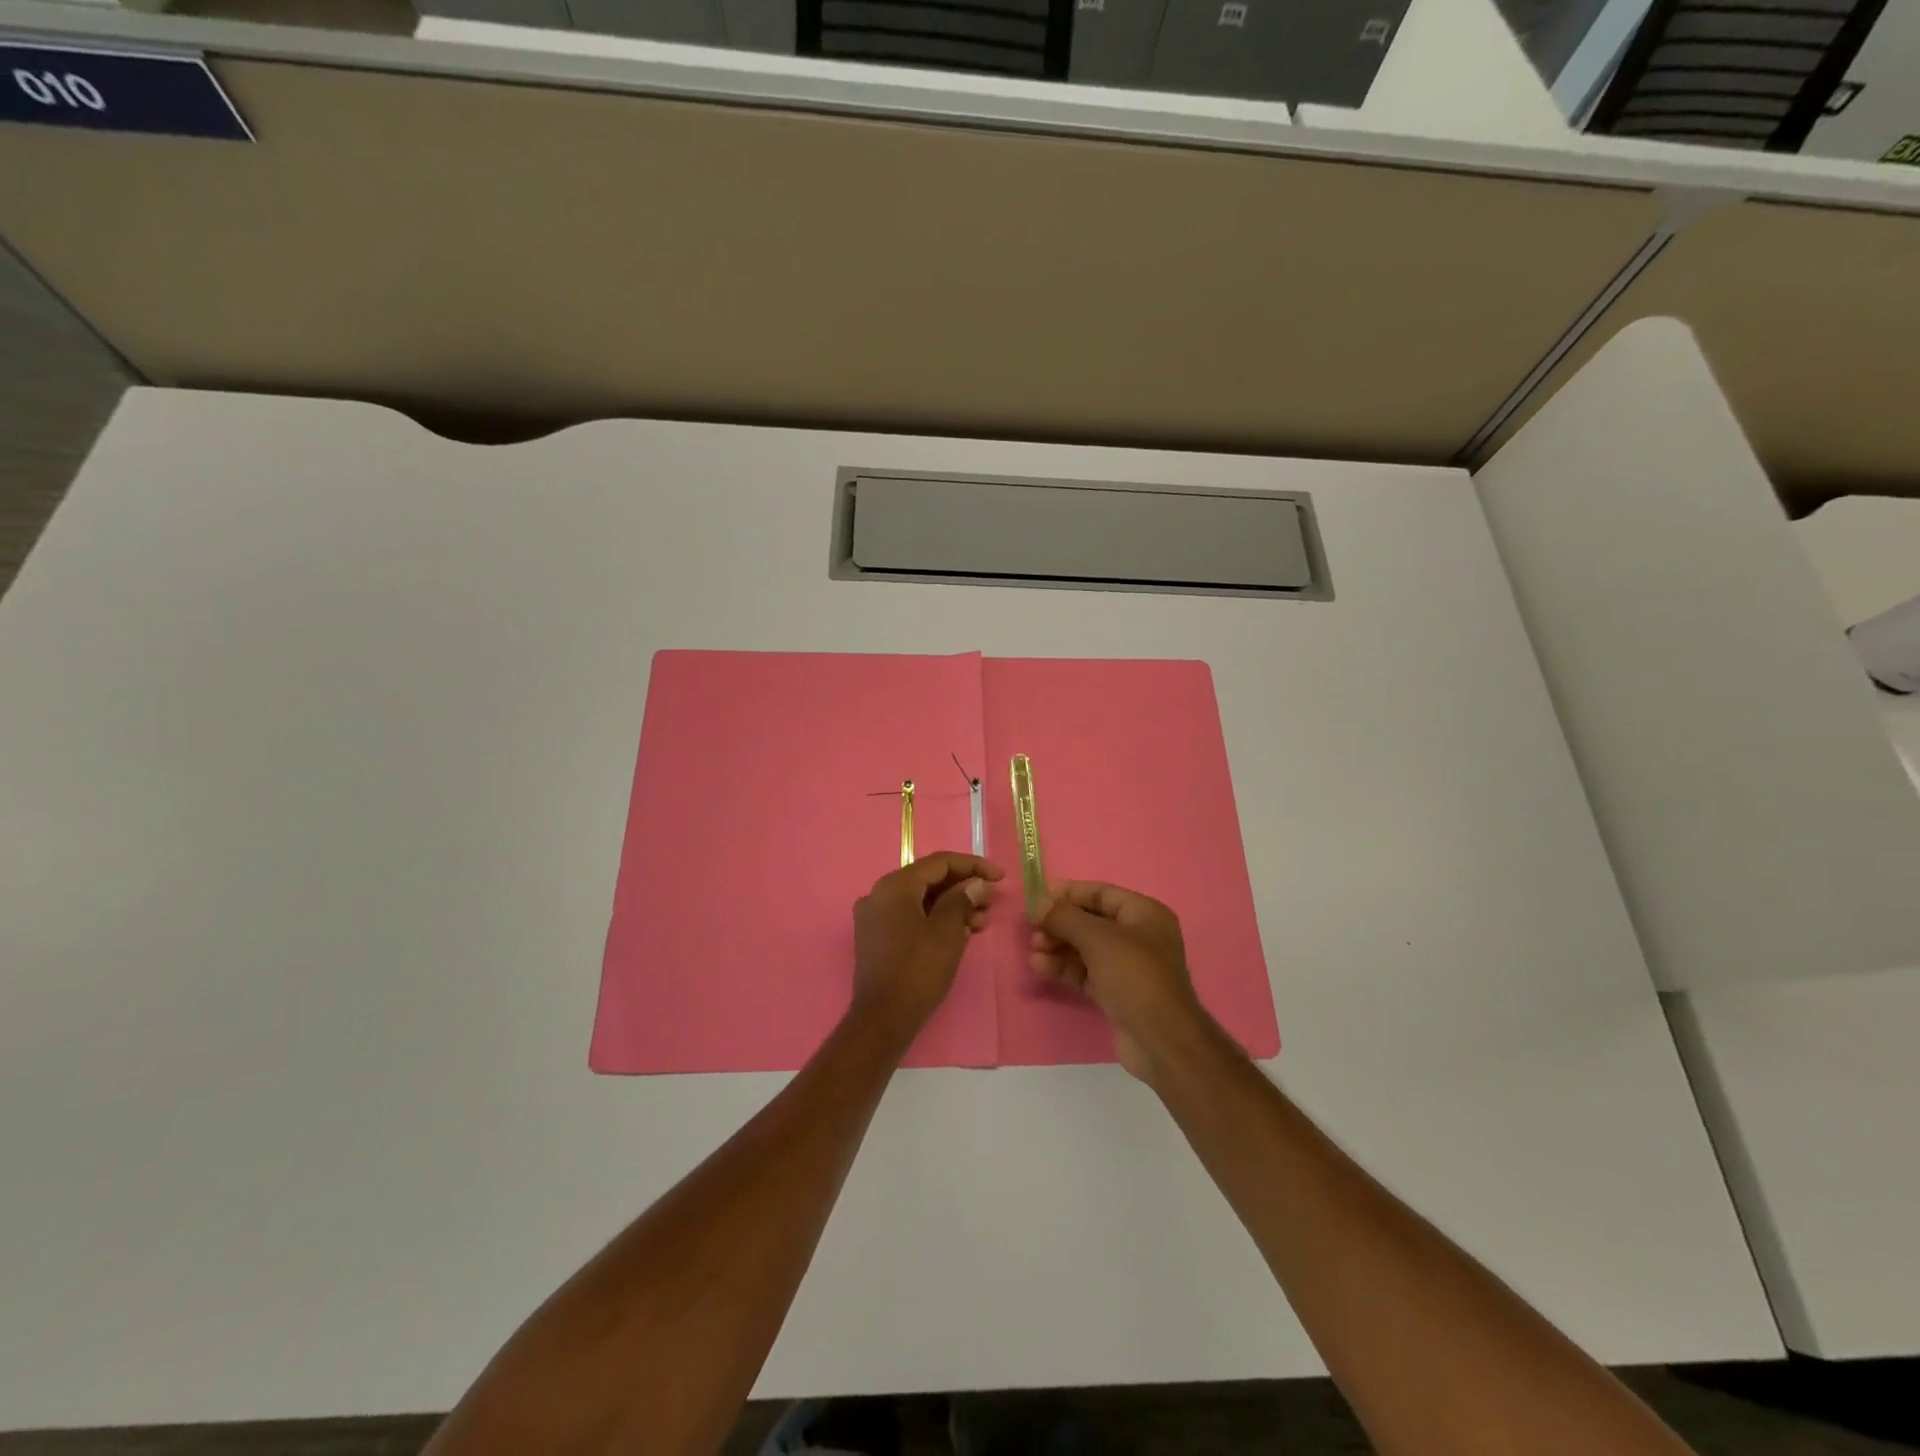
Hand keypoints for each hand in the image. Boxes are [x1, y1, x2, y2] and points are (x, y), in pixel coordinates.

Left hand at [853, 853, 1002, 1033]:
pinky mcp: (877, 938)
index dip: (973, 865)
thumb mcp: (947, 931)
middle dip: (964, 888)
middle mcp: (879, 894)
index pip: (939, 863)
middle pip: (929, 880)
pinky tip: (960, 933)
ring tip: (982, 922)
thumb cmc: (918, 970)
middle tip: (992, 900)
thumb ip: (962, 900)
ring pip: (921, 900)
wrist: (883, 1019)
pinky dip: (936, 920)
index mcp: (894, 886)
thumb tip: (977, 883)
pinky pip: (911, 917)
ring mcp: (875, 917)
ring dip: (952, 906)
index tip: (1000, 876)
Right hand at [1030, 881, 1215, 1080]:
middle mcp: (1138, 936)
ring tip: (1033, 950)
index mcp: (1144, 914)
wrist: (1161, 1039)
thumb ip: (1065, 917)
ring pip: (1086, 948)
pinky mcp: (1116, 992)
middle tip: (1032, 929)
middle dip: (1060, 923)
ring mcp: (1128, 966)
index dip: (1069, 893)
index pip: (1101, 893)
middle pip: (1091, 921)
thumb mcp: (1098, 938)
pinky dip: (1064, 968)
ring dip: (1058, 946)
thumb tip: (1039, 904)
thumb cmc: (1134, 975)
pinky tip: (1040, 967)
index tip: (1037, 898)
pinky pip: (1086, 972)